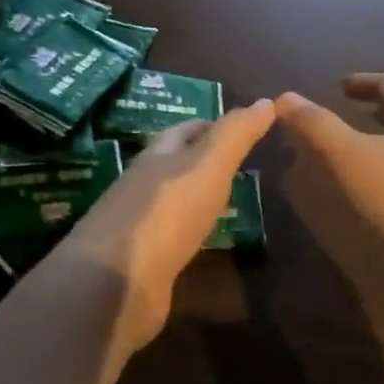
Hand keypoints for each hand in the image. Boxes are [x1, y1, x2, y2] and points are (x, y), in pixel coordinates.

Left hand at [62, 98, 276, 355]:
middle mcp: (144, 186)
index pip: (186, 130)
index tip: (245, 128)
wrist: (116, 282)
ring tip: (231, 202)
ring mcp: (139, 226)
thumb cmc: (166, 213)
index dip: (214, 125)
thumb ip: (236, 135)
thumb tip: (267, 101)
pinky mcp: (141, 262)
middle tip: (242, 166)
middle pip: (175, 164)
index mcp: (157, 157)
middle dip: (204, 161)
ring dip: (198, 198)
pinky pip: (172, 238)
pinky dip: (191, 233)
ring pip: (174, 202)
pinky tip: (206, 241)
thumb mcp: (209, 165)